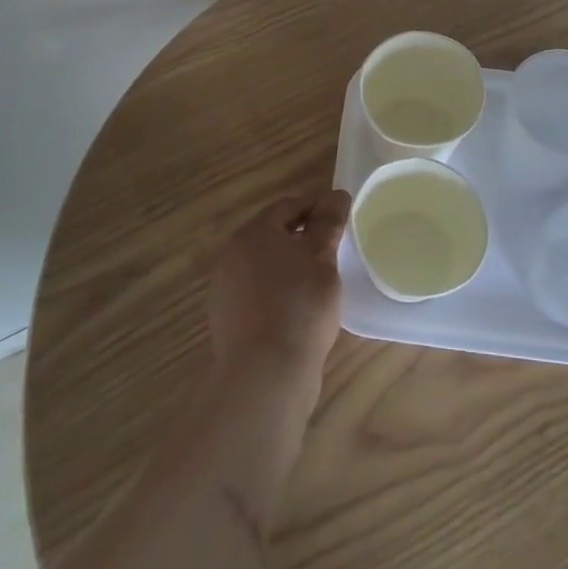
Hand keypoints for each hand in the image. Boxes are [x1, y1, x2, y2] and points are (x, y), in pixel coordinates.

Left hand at [205, 189, 350, 396]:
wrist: (266, 373)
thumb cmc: (299, 305)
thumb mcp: (321, 258)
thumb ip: (328, 223)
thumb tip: (335, 194)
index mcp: (252, 234)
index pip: (287, 206)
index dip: (316, 206)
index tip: (341, 215)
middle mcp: (232, 256)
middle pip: (273, 234)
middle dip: (303, 236)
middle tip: (334, 246)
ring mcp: (226, 290)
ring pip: (265, 265)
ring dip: (291, 265)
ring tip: (320, 278)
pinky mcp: (229, 320)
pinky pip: (259, 293)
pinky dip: (280, 291)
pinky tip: (300, 308)